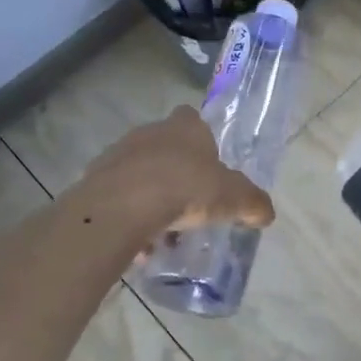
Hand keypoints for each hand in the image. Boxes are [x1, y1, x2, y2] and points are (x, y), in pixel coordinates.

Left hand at [74, 107, 275, 242]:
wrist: (123, 206)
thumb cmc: (186, 189)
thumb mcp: (234, 199)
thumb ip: (253, 204)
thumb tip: (266, 213)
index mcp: (185, 127)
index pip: (193, 119)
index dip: (201, 140)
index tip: (207, 166)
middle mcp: (149, 132)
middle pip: (165, 148)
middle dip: (175, 173)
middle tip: (189, 203)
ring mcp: (118, 153)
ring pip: (139, 173)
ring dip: (150, 196)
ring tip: (162, 231)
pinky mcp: (94, 179)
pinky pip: (118, 197)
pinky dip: (128, 215)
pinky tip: (138, 241)